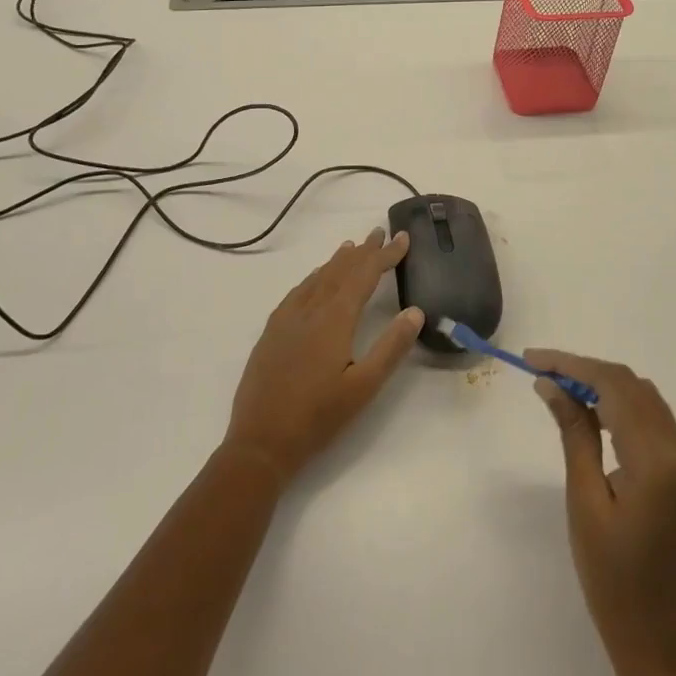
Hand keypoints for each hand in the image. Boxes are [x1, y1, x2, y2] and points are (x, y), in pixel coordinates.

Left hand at [224, 229, 423, 485]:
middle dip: (363, 251)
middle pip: (340, 271)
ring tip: (352, 247)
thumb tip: (415, 311)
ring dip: (338, 261)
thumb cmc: (318, 417)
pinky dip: (314, 277)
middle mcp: (310, 310)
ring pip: (317, 278)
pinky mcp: (272, 331)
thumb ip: (391, 347)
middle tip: (380, 233)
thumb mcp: (364, 387)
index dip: (384, 256)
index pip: (364, 276)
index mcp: (334, 319)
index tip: (402, 238)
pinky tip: (316, 280)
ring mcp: (287, 319)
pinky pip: (298, 291)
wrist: (261, 442)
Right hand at [526, 349, 675, 675]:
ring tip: (558, 387)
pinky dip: (619, 406)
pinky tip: (589, 412)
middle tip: (540, 372)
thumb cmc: (612, 578)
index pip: (614, 387)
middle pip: (631, 386)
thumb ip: (574, 435)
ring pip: (643, 399)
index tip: (532, 360)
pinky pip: (650, 421)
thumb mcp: (585, 501)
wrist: (658, 640)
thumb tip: (551, 385)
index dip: (571, 365)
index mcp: (657, 460)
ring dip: (602, 385)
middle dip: (585, 371)